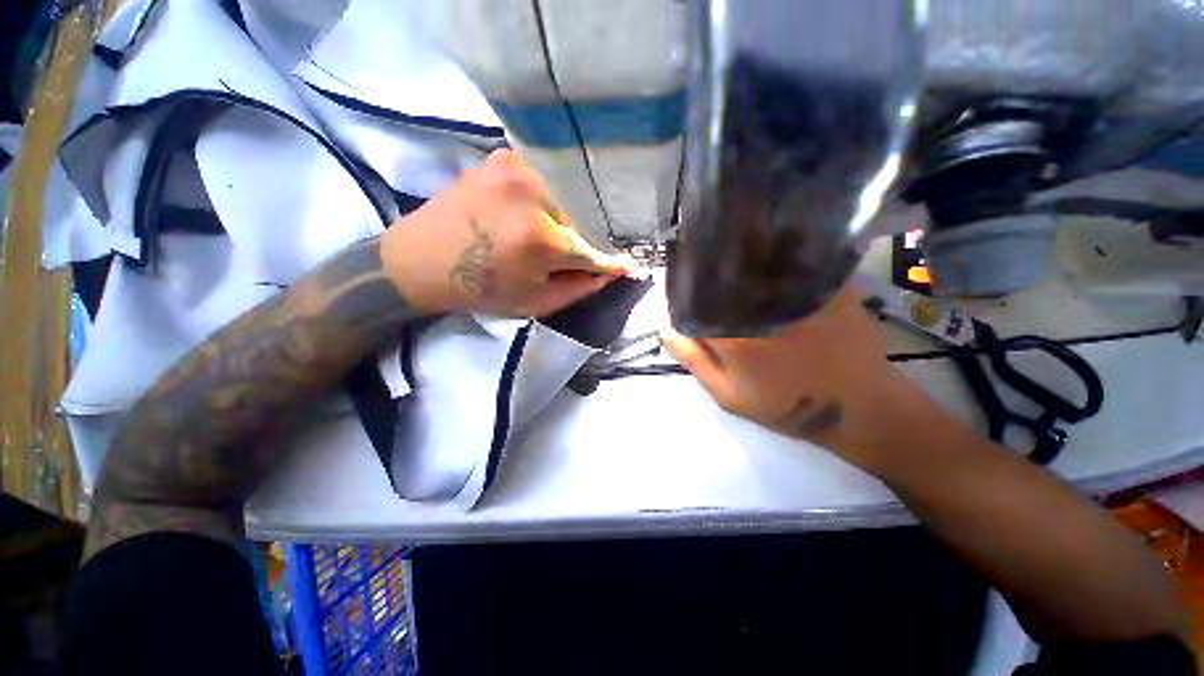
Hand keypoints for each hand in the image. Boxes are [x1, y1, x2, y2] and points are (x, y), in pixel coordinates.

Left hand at [380, 149, 633, 315]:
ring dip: (563, 217)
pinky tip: (529, 213)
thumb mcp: (535, 302)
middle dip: (581, 239)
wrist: (420, 260)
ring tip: (545, 234)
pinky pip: (543, 180)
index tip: (628, 264)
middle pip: (580, 219)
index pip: (592, 249)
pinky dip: (546, 198)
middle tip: (570, 254)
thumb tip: (611, 272)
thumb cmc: (480, 289)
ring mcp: (517, 167)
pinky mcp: (503, 157)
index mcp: (540, 239)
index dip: (610, 259)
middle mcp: (533, 193)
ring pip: (564, 197)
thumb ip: (580, 288)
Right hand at [661, 282, 920, 465]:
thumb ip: (694, 360)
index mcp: (733, 333)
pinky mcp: (826, 283)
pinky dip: (772, 259)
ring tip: (729, 270)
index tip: (681, 294)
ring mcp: (797, 290)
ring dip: (737, 263)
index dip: (683, 293)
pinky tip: (766, 265)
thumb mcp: (728, 395)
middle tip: (705, 284)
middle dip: (707, 275)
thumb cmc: (786, 406)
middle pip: (721, 275)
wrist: (859, 408)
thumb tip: (665, 326)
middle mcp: (761, 304)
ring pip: (753, 264)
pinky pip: (789, 261)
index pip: (693, 298)